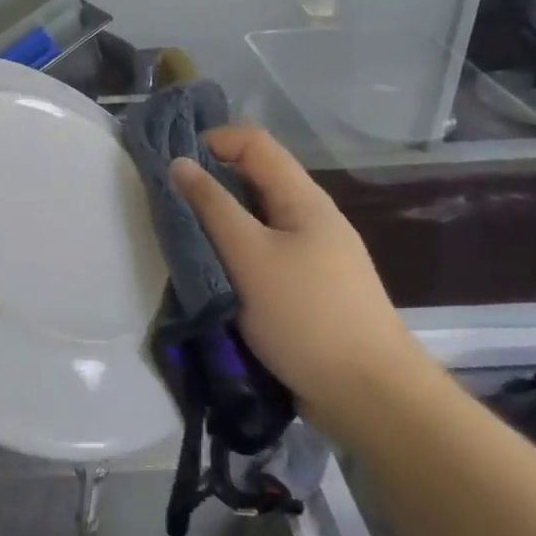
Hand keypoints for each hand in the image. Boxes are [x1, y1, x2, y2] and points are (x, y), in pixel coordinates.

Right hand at [170, 125, 431, 432]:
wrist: (368, 395)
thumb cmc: (305, 316)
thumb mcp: (249, 256)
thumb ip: (212, 207)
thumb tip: (180, 163)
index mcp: (302, 198)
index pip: (253, 142)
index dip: (211, 141)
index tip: (170, 167)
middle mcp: (309, 217)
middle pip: (253, 178)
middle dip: (208, 183)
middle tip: (167, 206)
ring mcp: (311, 254)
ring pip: (255, 219)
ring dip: (218, 223)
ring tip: (182, 241)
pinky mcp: (306, 287)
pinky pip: (261, 253)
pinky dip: (232, 254)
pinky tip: (211, 275)